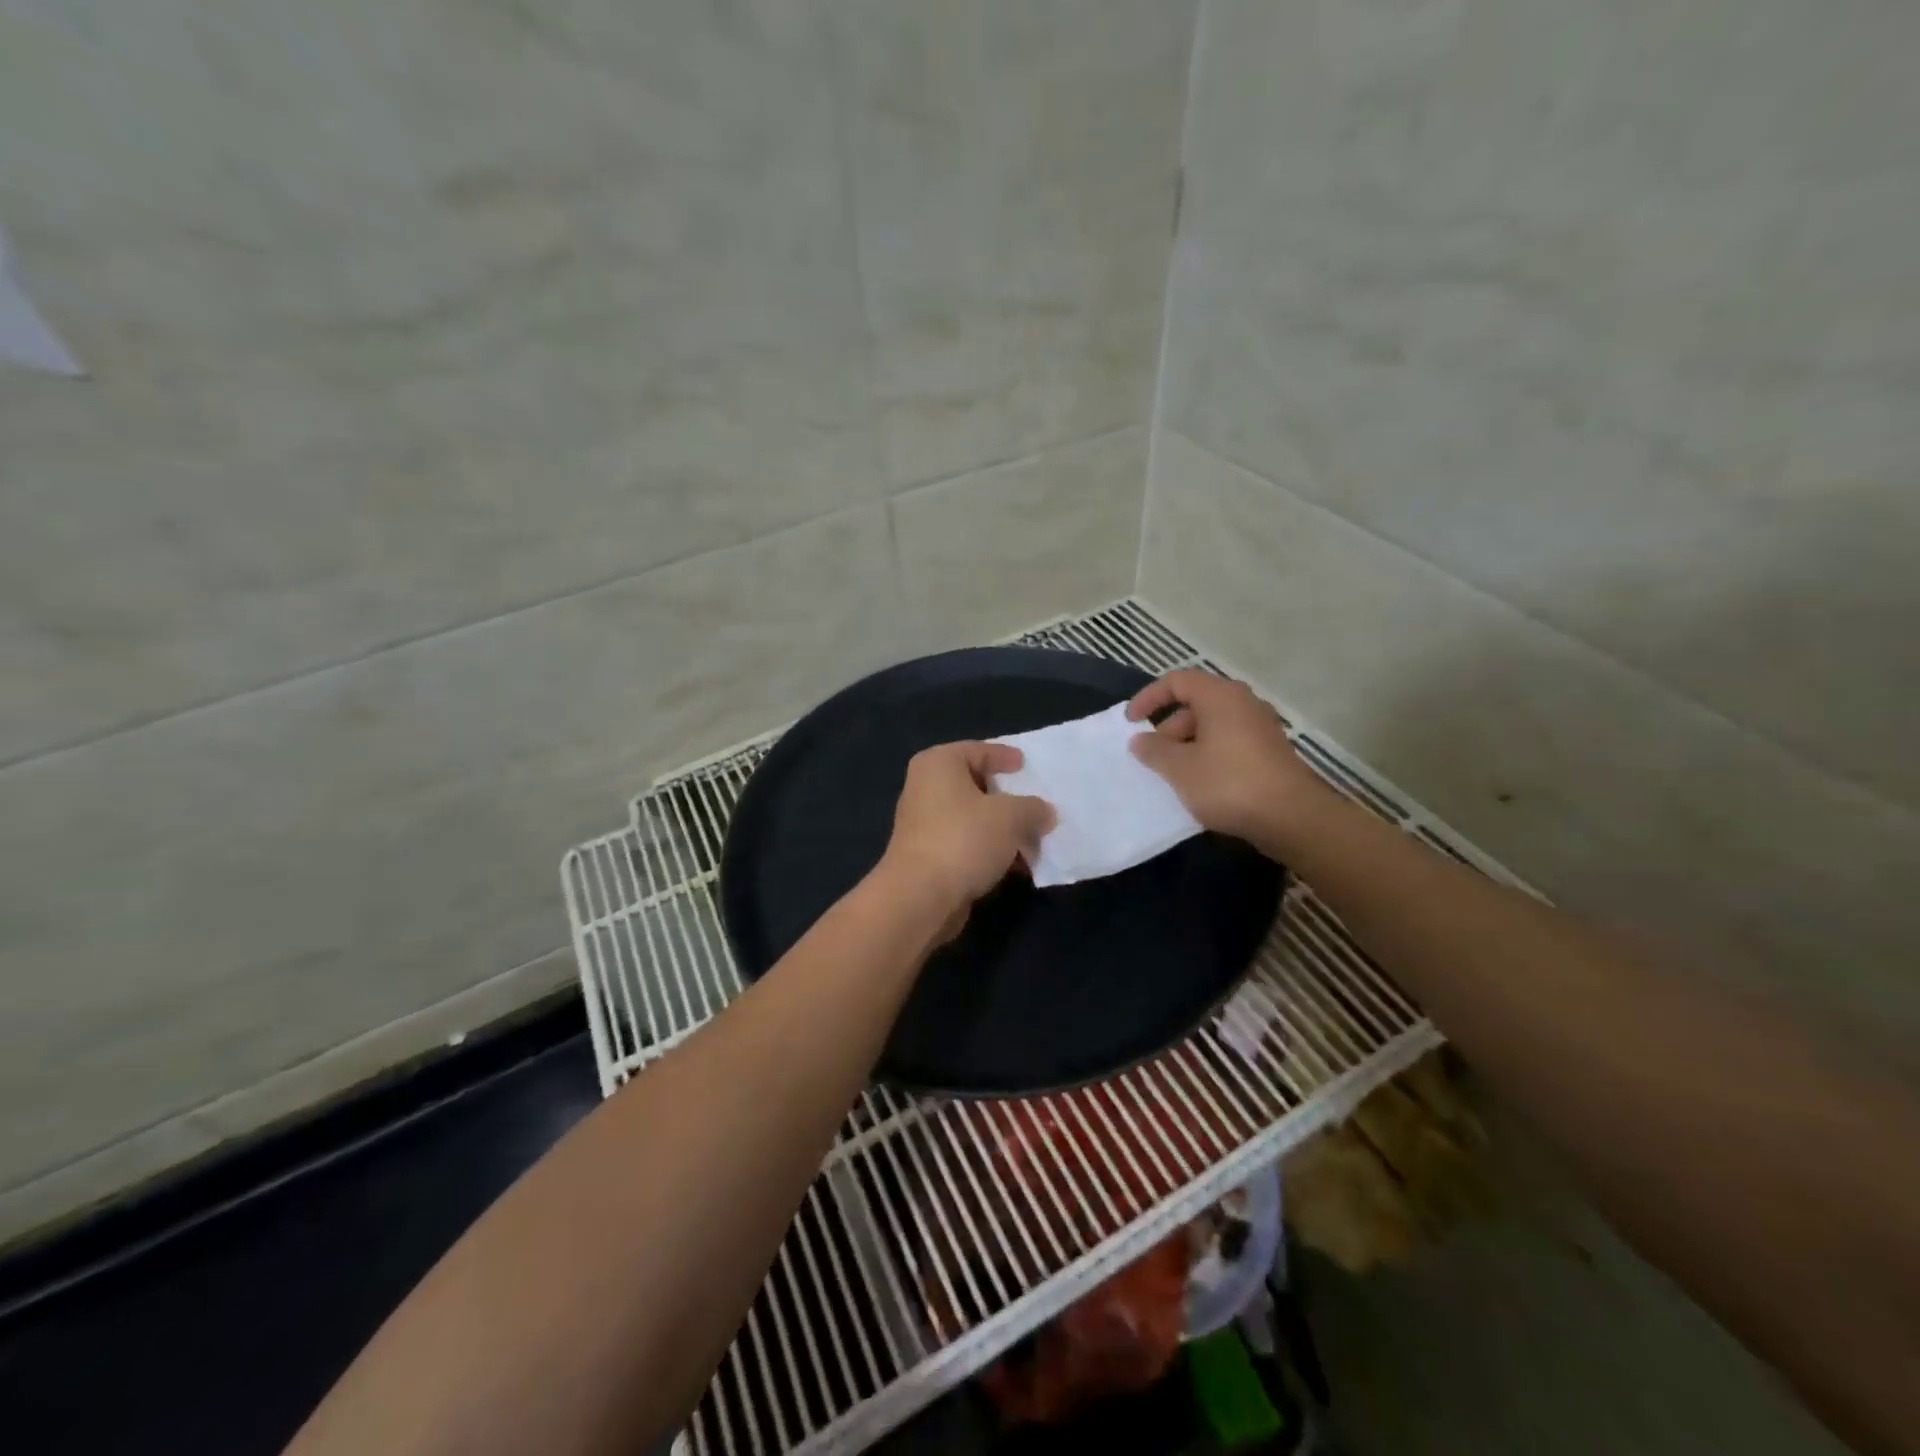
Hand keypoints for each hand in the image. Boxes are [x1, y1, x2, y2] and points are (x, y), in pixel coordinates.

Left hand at [878, 741, 1054, 929]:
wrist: (920, 897)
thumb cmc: (964, 839)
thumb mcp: (1011, 816)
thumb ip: (1033, 808)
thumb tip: (1044, 813)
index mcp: (938, 764)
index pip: (977, 750)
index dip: (1004, 756)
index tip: (1026, 764)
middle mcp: (925, 788)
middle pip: (975, 784)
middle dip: (1008, 798)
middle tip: (1036, 804)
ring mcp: (924, 824)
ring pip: (973, 818)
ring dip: (1003, 829)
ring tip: (1035, 839)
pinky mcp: (928, 856)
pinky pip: (967, 844)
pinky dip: (990, 850)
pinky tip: (1017, 865)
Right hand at [1126, 669, 1331, 854]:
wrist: (1292, 817)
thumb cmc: (1228, 783)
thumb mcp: (1180, 768)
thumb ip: (1154, 750)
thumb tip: (1140, 740)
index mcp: (1220, 696)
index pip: (1177, 681)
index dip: (1148, 697)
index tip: (1130, 722)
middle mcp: (1243, 703)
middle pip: (1195, 704)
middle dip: (1167, 728)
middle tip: (1152, 757)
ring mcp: (1260, 727)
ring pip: (1212, 726)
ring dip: (1186, 745)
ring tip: (1172, 774)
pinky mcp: (1270, 752)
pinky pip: (1229, 743)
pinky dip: (1208, 755)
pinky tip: (1200, 783)